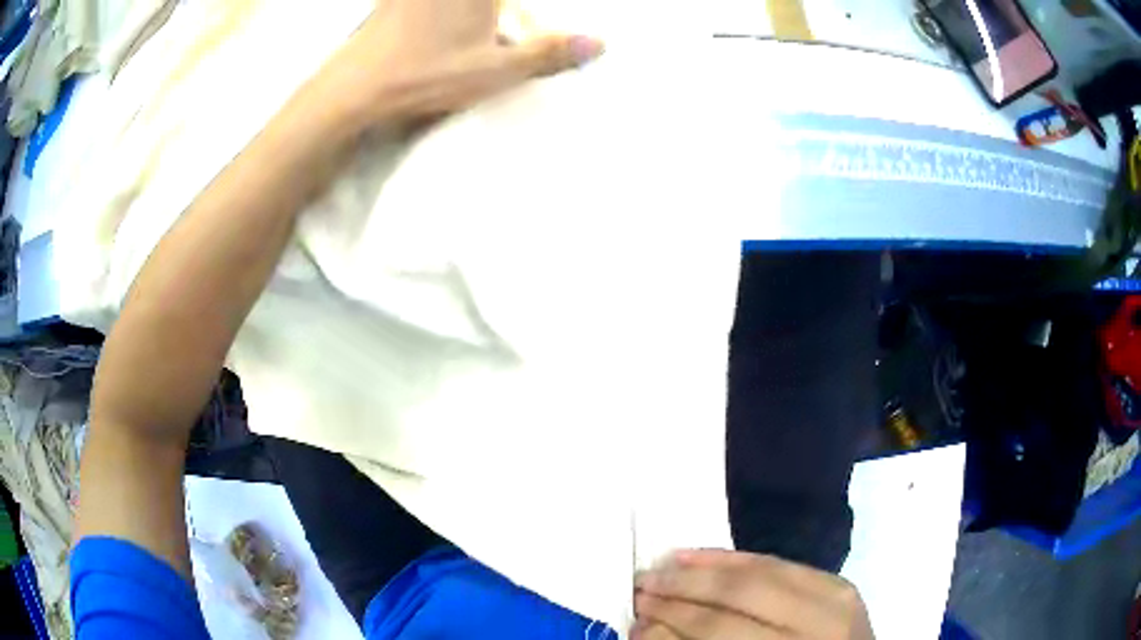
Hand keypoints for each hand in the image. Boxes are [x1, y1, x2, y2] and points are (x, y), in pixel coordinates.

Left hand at [320, 0, 603, 130]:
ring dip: (484, 17)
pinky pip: (431, 5)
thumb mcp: (496, 70)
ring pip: (468, 6)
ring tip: (485, 41)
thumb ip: (550, 53)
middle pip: (496, 4)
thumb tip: (601, 43)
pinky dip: (458, 13)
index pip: (516, 3)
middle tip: (501, 40)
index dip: (521, 14)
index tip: (507, 37)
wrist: (355, 88)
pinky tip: (454, 30)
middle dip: (507, 15)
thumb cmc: (425, 76)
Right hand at [633, 549, 873, 639]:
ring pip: (759, 573)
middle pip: (737, 599)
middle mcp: (815, 630)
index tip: (634, 617)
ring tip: (661, 566)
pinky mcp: (840, 586)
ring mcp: (835, 603)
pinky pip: (782, 563)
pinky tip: (704, 556)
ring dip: (703, 569)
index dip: (671, 624)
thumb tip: (649, 630)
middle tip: (640, 586)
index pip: (718, 634)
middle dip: (680, 591)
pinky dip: (739, 559)